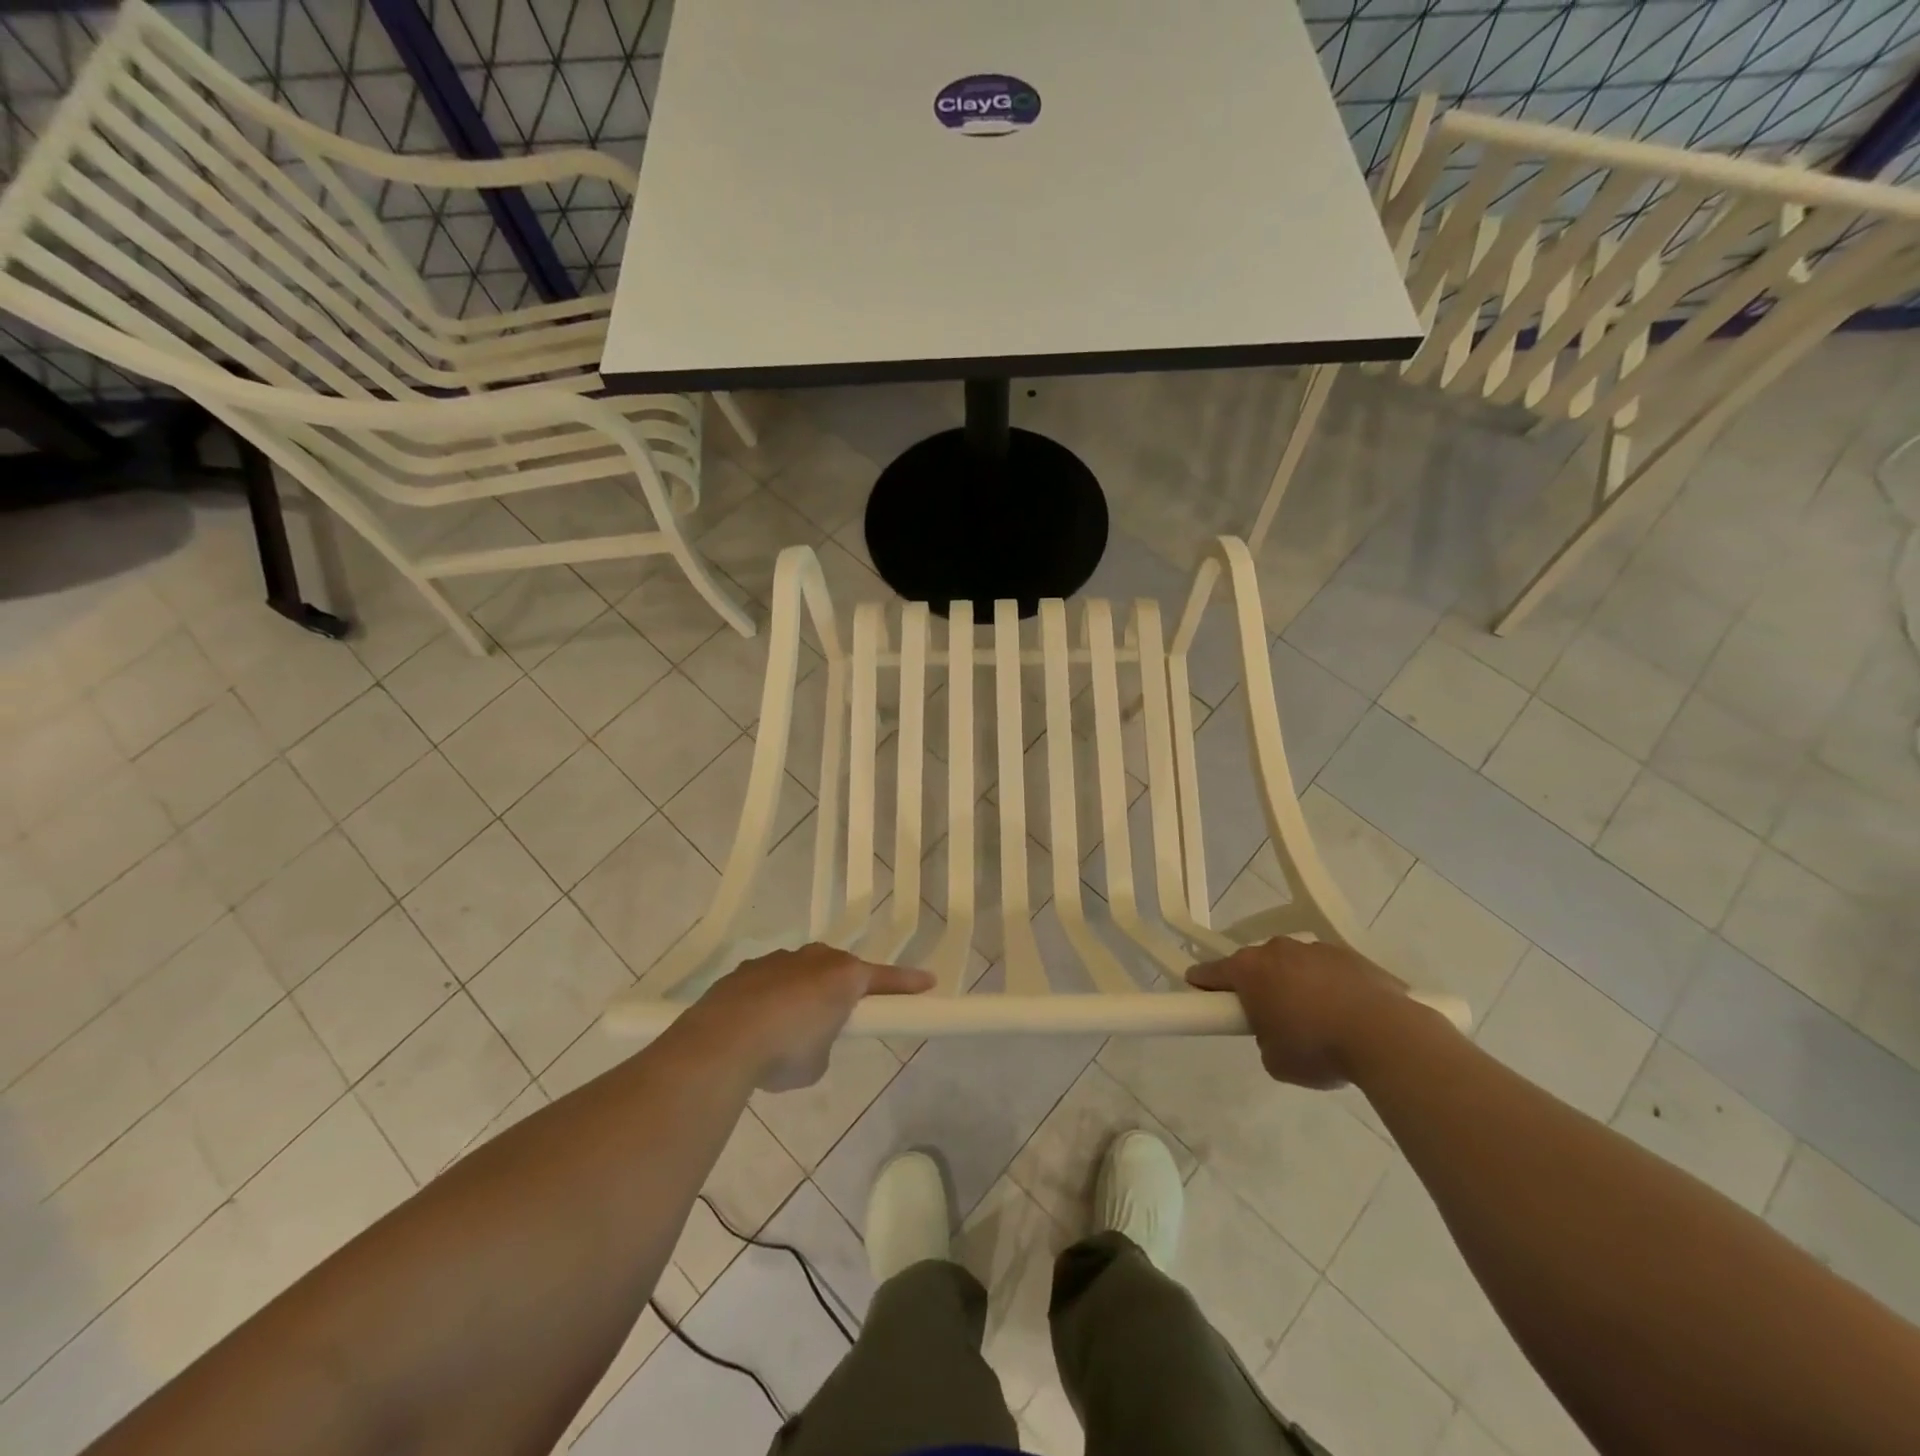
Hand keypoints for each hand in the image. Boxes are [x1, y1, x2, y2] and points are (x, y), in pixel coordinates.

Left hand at [692, 944, 933, 1090]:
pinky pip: (770, 982)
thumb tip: (809, 1039)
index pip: (886, 979)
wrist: (721, 1041)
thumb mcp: (818, 1062)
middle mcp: (815, 959)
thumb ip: (824, 1043)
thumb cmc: (785, 1052)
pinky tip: (757, 1026)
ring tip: (788, 1031)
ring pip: (802, 973)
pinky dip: (771, 1000)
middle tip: (841, 1018)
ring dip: (804, 994)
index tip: (929, 983)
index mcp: (844, 977)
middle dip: (844, 990)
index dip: (908, 984)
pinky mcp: (747, 970)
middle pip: (840, 970)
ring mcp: (778, 960)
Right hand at [1187, 938, 1412, 1088]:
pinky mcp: (1351, 955)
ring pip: (1294, 965)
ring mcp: (1316, 949)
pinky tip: (1347, 1016)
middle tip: (1268, 1019)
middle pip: (1256, 965)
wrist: (1386, 1036)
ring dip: (1296, 985)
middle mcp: (1278, 950)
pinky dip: (1330, 987)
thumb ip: (1263, 1039)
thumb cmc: (1317, 1048)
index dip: (1202, 983)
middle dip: (1257, 986)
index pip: (1211, 972)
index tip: (1198, 992)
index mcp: (1249, 970)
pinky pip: (1329, 971)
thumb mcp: (1274, 1060)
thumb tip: (1276, 1032)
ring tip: (1318, 1021)